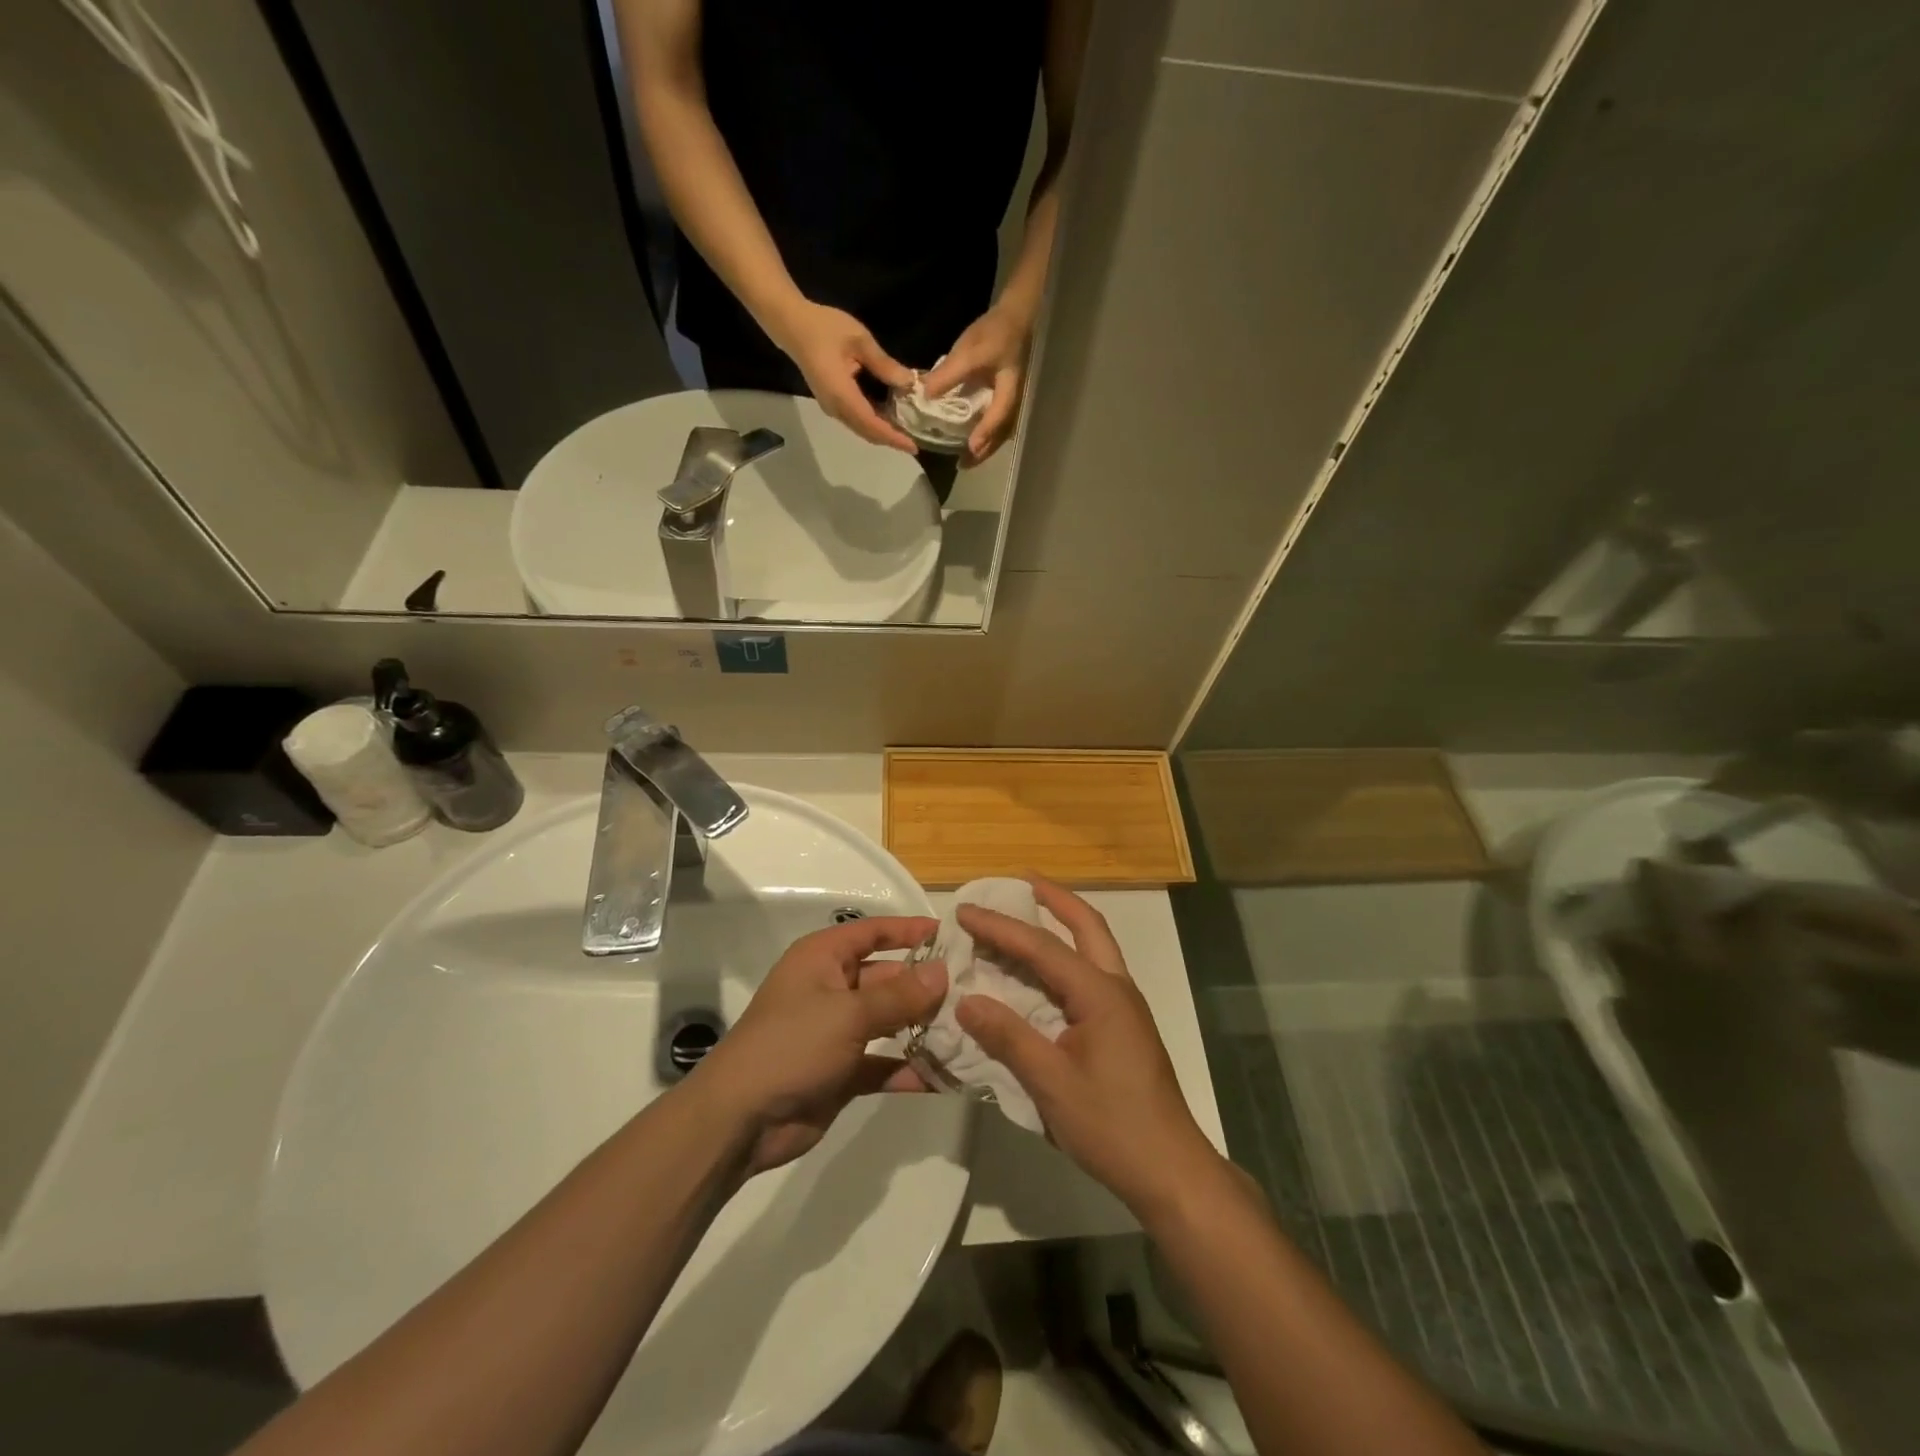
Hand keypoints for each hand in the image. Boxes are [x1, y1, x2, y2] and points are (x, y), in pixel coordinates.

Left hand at [691, 915, 946, 1174]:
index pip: (874, 932)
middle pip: (888, 977)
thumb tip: (943, 973)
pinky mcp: (844, 1071)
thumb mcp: (847, 1014)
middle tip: (975, 991)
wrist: (740, 1120)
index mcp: (823, 959)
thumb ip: (899, 996)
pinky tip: (947, 1076)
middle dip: (926, 986)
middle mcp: (832, 988)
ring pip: (890, 1021)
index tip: (952, 935)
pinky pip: (885, 1062)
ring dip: (924, 1027)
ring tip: (970, 1029)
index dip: (910, 930)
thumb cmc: (791, 1046)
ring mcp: (838, 1031)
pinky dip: (911, 1067)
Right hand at [769, 300, 918, 452]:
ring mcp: (832, 407)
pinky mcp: (832, 403)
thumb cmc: (824, 328)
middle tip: (915, 442)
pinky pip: (856, 420)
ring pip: (862, 429)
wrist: (792, 326)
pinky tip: (889, 418)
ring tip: (906, 432)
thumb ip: (884, 364)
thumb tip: (909, 383)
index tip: (913, 446)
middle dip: (891, 440)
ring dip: (883, 433)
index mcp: (841, 395)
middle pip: (868, 432)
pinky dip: (874, 424)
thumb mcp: (859, 340)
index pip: (872, 424)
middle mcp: (835, 408)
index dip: (893, 437)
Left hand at [919, 307, 1029, 464]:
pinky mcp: (1007, 399)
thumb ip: (948, 373)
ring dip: (986, 447)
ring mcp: (1014, 401)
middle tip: (965, 465)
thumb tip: (925, 395)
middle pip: (1002, 433)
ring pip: (1002, 431)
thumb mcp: (969, 351)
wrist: (1015, 318)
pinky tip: (975, 441)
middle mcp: (1015, 401)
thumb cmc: (995, 333)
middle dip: (985, 450)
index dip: (986, 431)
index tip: (971, 448)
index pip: (999, 414)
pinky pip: (999, 423)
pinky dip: (987, 435)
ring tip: (968, 459)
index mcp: (1009, 389)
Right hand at [955, 876, 1220, 1214]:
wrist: (1170, 1170)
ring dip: (1062, 924)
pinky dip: (1065, 956)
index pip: (1042, 947)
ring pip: (1093, 946)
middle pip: (1086, 925)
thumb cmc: (1112, 1125)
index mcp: (1100, 994)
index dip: (1000, 927)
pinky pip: (1090, 973)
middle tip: (1019, 881)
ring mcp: (1124, 1006)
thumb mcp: (1051, 1083)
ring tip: (1027, 913)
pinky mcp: (1123, 1026)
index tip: (965, 910)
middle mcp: (1116, 988)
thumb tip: (965, 1000)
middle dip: (1053, 898)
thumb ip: (1008, 1037)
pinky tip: (1042, 972)